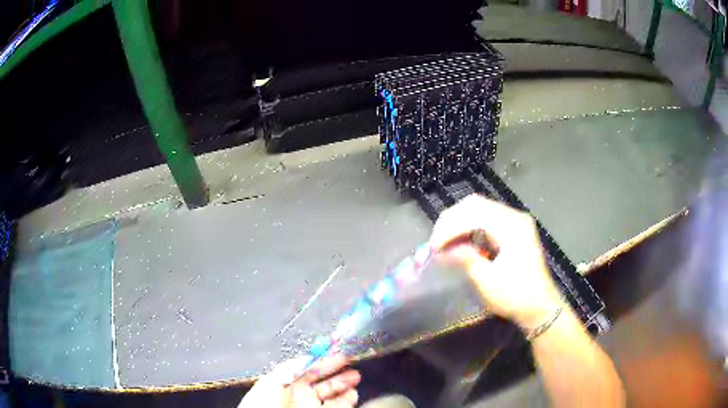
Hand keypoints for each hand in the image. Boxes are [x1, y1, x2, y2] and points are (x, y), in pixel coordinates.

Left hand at [238, 354, 360, 407]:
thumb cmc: (263, 405)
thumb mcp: (269, 382)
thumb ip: (287, 369)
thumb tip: (303, 359)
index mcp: (286, 387)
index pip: (307, 372)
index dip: (321, 363)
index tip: (335, 355)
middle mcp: (300, 397)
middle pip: (322, 383)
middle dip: (337, 373)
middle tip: (350, 364)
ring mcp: (311, 406)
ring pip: (331, 395)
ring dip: (343, 385)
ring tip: (355, 378)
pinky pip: (336, 406)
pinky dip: (346, 400)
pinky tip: (352, 394)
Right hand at [430, 194, 562, 330]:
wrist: (540, 306)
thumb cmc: (516, 296)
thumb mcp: (488, 280)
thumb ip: (466, 258)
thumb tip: (445, 248)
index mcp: (512, 227)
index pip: (473, 214)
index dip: (450, 227)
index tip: (434, 247)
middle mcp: (515, 217)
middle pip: (476, 204)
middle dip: (452, 220)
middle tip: (436, 240)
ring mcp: (516, 222)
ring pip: (480, 209)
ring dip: (459, 221)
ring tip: (444, 240)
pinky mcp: (514, 229)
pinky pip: (487, 218)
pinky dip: (470, 226)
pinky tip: (461, 240)